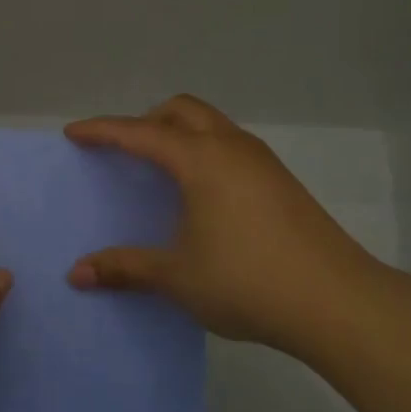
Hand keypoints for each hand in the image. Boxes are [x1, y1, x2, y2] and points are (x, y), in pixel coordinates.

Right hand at [65, 95, 388, 356]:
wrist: (336, 301)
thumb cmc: (246, 280)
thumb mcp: (177, 276)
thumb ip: (125, 268)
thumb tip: (77, 273)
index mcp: (200, 159)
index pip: (139, 133)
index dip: (103, 131)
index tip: (74, 132)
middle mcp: (231, 147)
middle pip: (181, 110)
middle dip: (146, 120)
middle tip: (124, 150)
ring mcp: (262, 161)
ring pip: (211, 124)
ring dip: (180, 132)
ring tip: (161, 170)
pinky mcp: (281, 180)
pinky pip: (231, 145)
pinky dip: (205, 150)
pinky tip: (203, 193)